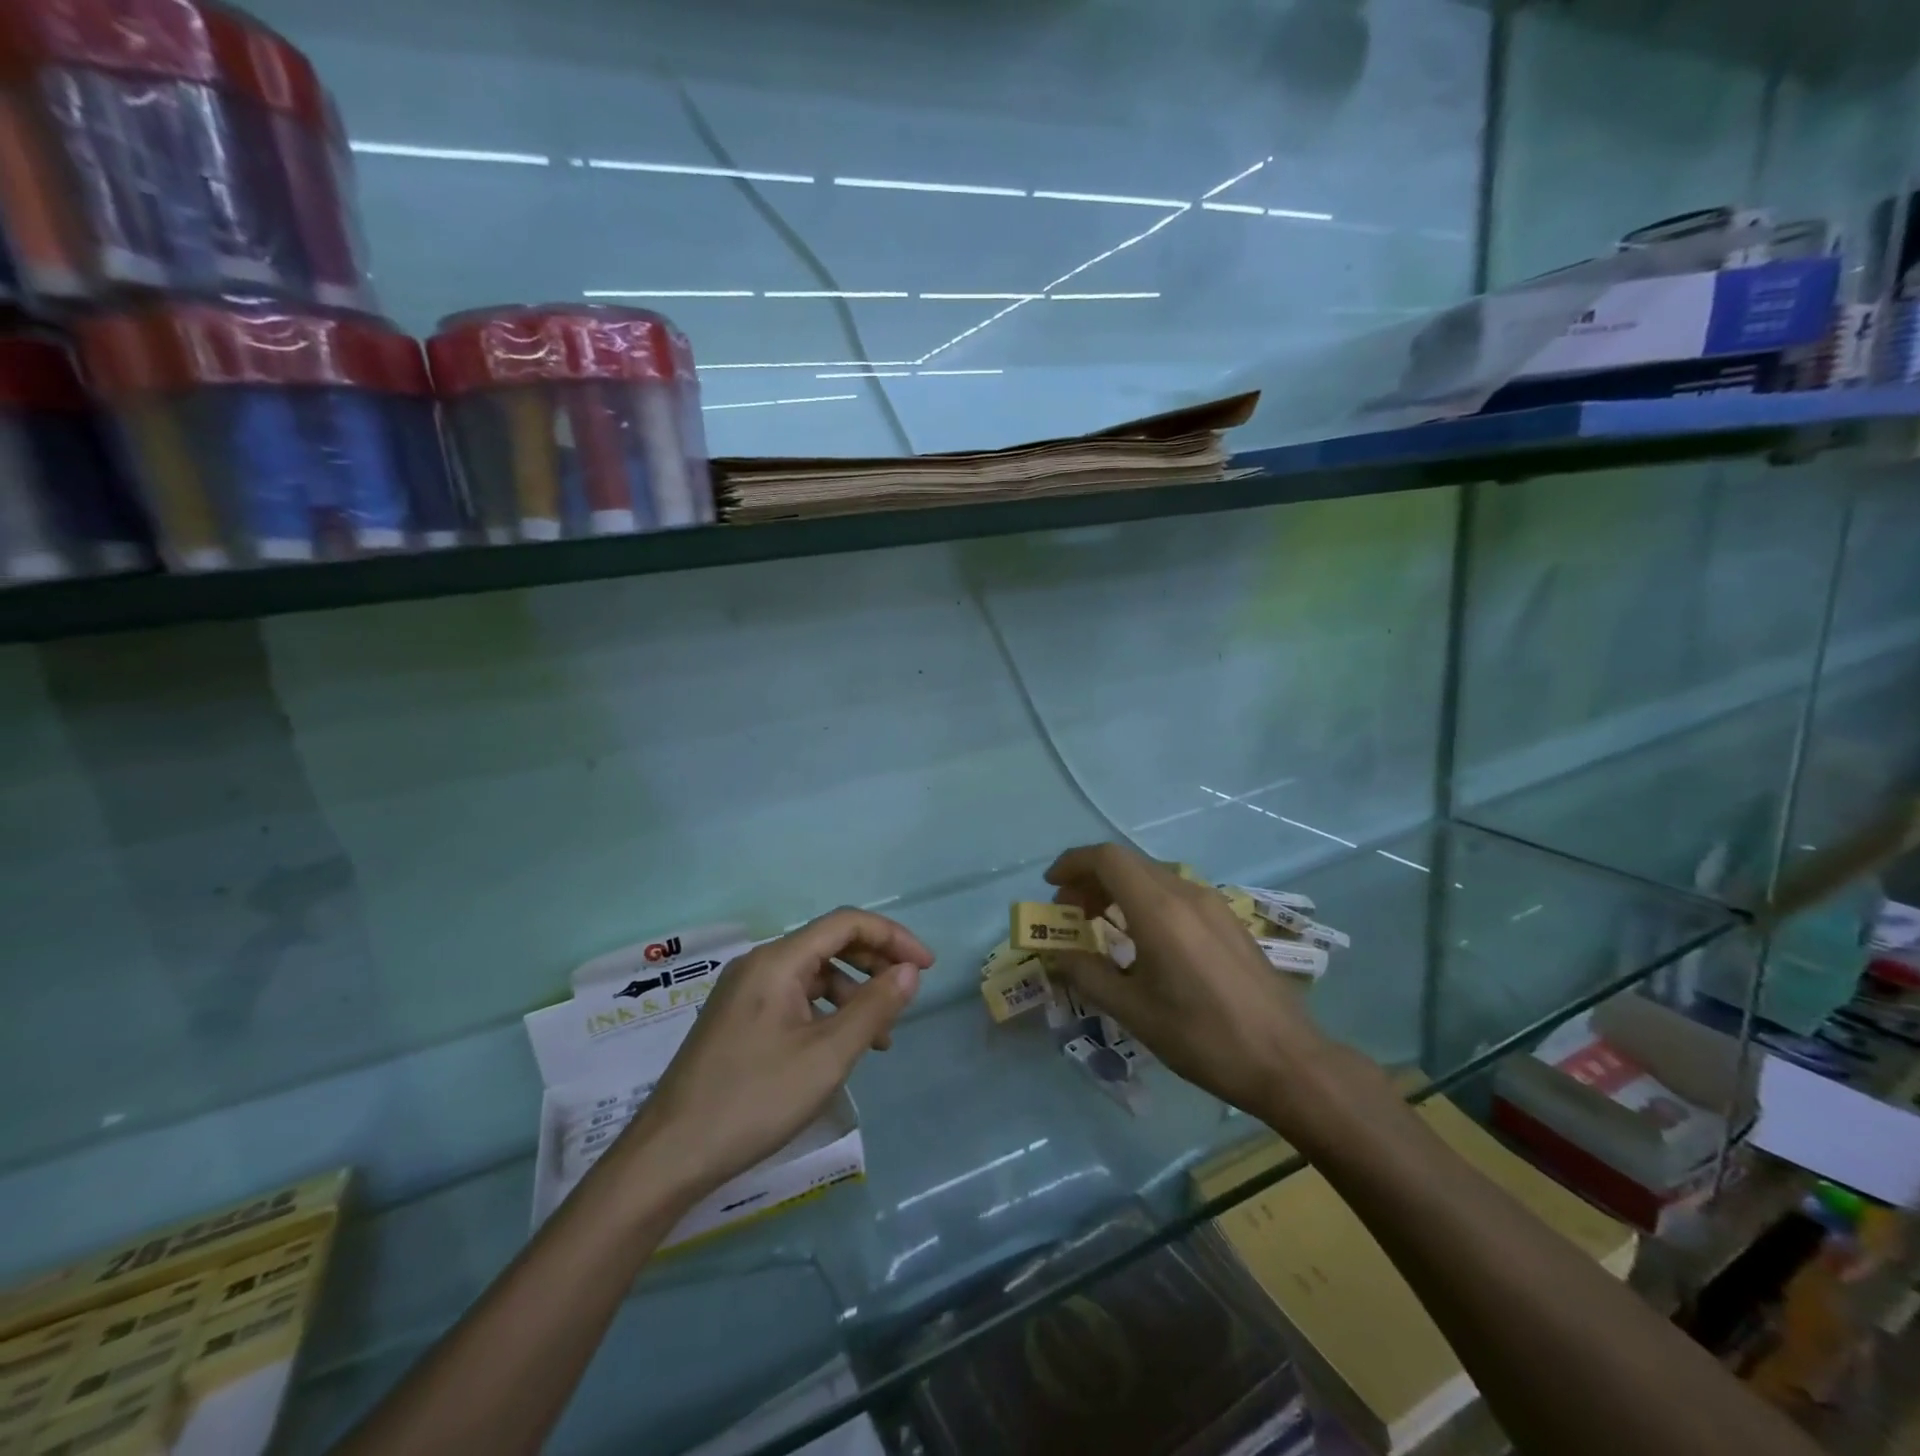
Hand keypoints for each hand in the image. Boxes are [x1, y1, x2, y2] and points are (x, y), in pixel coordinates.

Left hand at [613, 909, 933, 1204]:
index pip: (846, 923)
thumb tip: (909, 972)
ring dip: (853, 993)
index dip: (892, 937)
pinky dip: (826, 1012)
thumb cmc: (754, 1099)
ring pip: (813, 974)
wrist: (669, 1156)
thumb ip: (873, 1008)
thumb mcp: (826, 1056)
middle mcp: (759, 965)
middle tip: (907, 994)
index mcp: (777, 961)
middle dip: (875, 963)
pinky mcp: (738, 1020)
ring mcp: (745, 993)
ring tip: (880, 1036)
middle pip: (829, 943)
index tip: (926, 967)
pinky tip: (840, 1048)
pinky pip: (794, 998)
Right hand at [1043, 843, 1331, 1123]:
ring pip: (1152, 876)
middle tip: (1069, 913)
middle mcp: (1186, 893)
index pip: (1107, 858)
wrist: (1287, 1061)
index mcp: (1159, 909)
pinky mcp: (1228, 920)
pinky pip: (1175, 893)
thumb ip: (1088, 975)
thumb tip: (1056, 955)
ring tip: (1101, 926)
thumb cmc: (1202, 1036)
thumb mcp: (1134, 1011)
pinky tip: (1143, 940)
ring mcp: (1212, 904)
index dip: (1072, 864)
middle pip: (1128, 863)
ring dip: (1118, 889)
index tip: (1051, 888)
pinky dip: (1145, 901)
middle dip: (1090, 880)